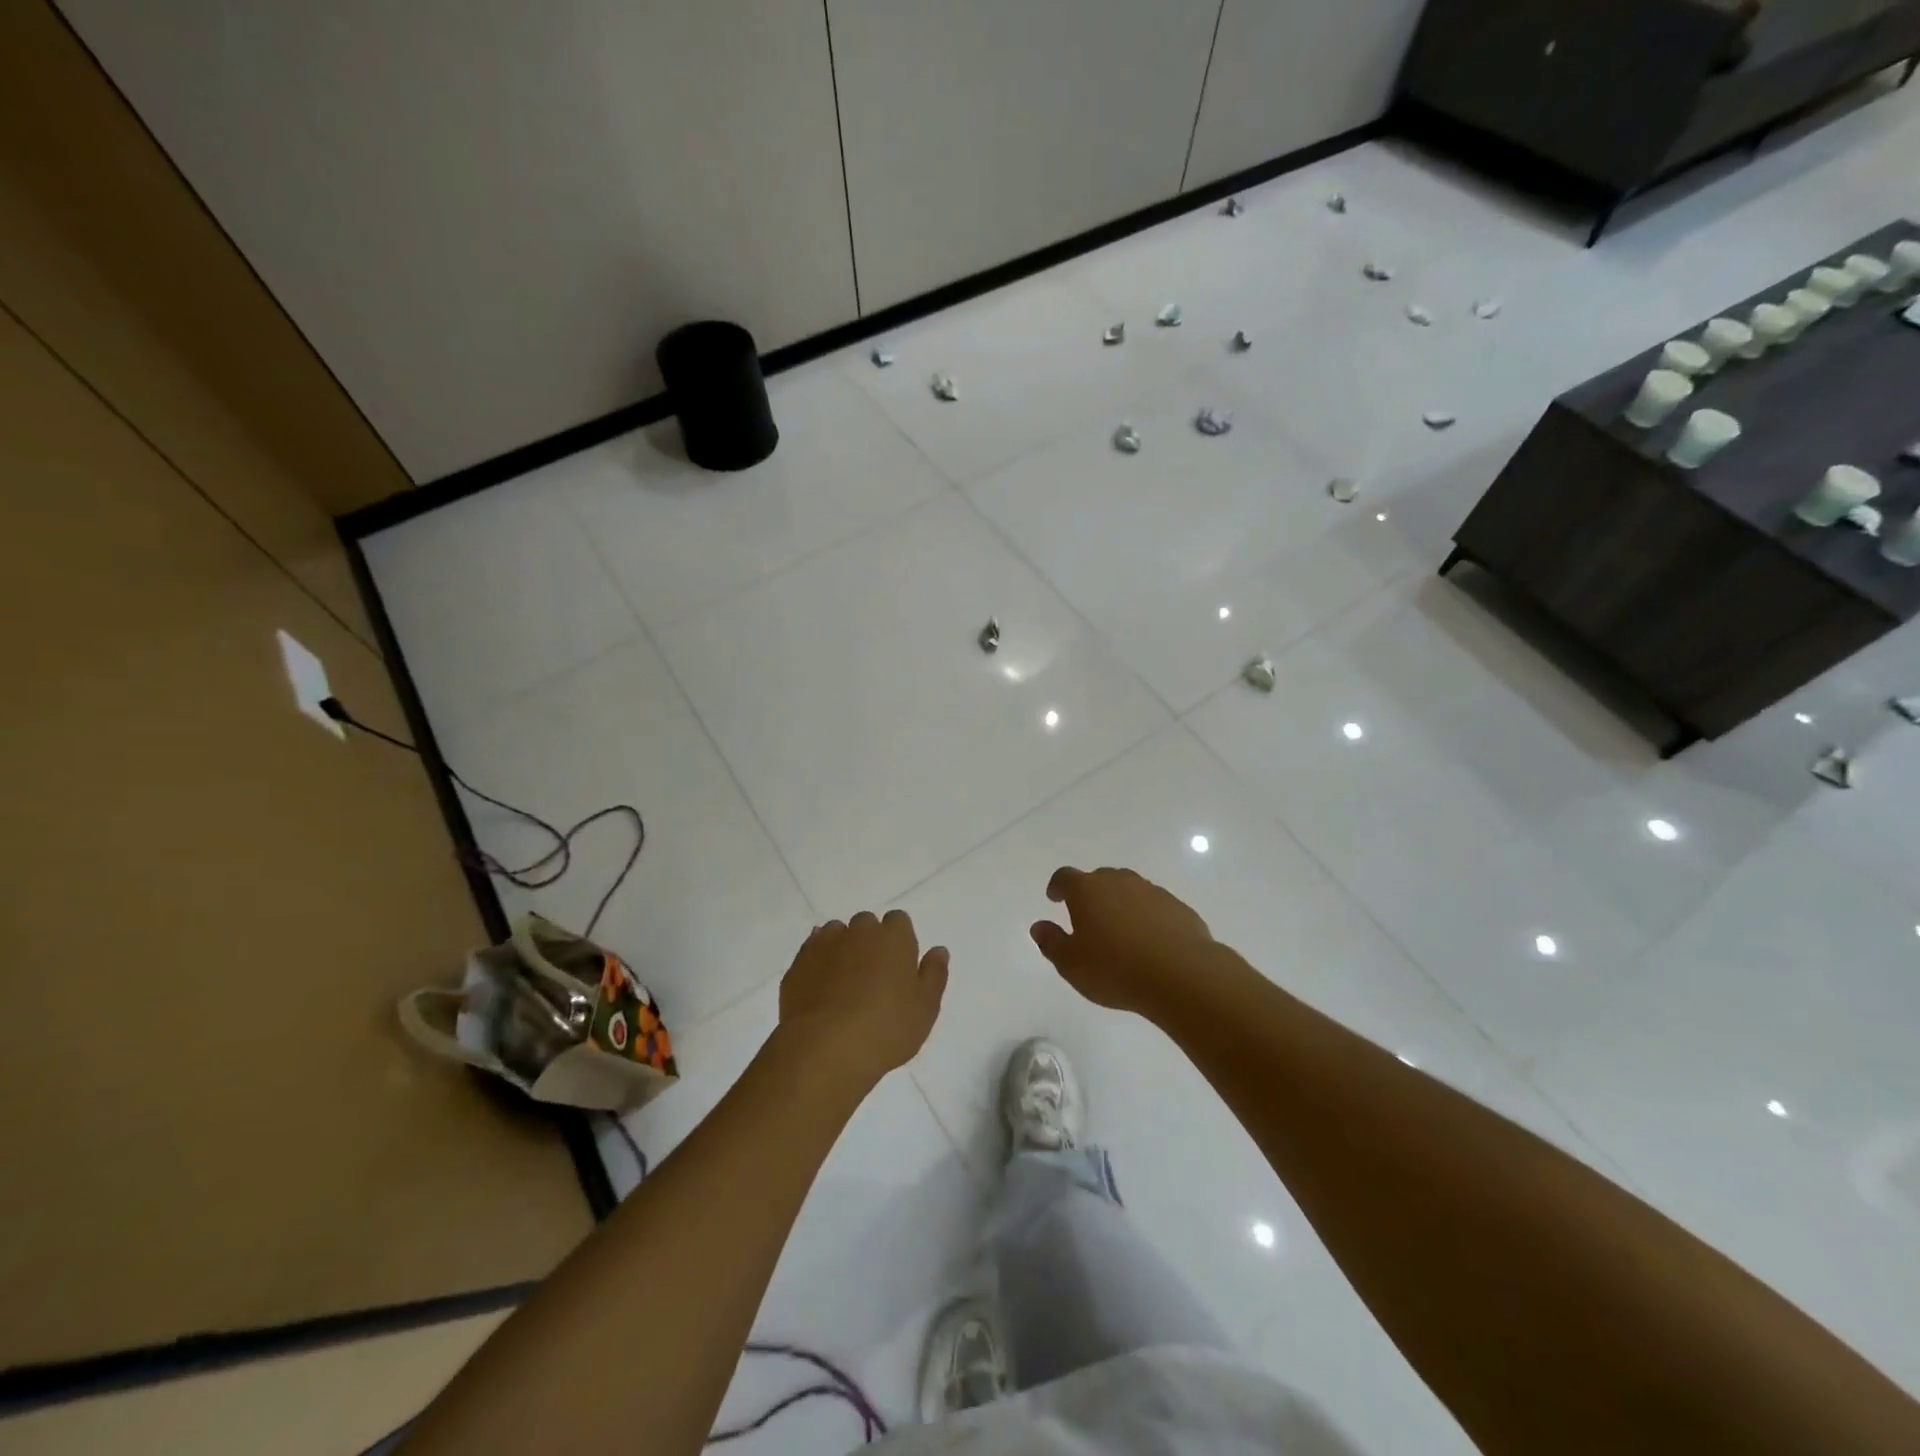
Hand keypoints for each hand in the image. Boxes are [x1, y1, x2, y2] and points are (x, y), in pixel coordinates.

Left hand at [778, 911, 948, 1088]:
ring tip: (843, 984)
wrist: (825, 1048)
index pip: (899, 921)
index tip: (899, 966)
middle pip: (866, 924)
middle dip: (869, 942)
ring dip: (842, 949)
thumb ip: (934, 974)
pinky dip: (817, 964)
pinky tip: (821, 989)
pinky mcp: (798, 963)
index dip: (899, 941)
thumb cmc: (886, 1028)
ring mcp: (825, 943)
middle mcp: (859, 931)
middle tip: (872, 978)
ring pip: (836, 934)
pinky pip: (811, 952)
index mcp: (894, 937)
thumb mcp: (925, 1008)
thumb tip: (938, 950)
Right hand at [1031, 866, 1216, 1018]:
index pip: (1065, 877)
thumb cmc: (1115, 969)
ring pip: (1130, 890)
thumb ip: (1051, 943)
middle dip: (1091, 894)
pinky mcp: (1178, 908)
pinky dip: (1148, 918)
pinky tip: (1150, 943)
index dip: (1057, 886)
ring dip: (1121, 904)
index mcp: (1087, 890)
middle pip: (1099, 879)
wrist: (1181, 975)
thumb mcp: (1071, 964)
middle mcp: (1119, 882)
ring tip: (1120, 932)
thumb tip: (1039, 927)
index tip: (1055, 898)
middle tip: (1088, 917)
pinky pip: (1155, 907)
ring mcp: (1152, 892)